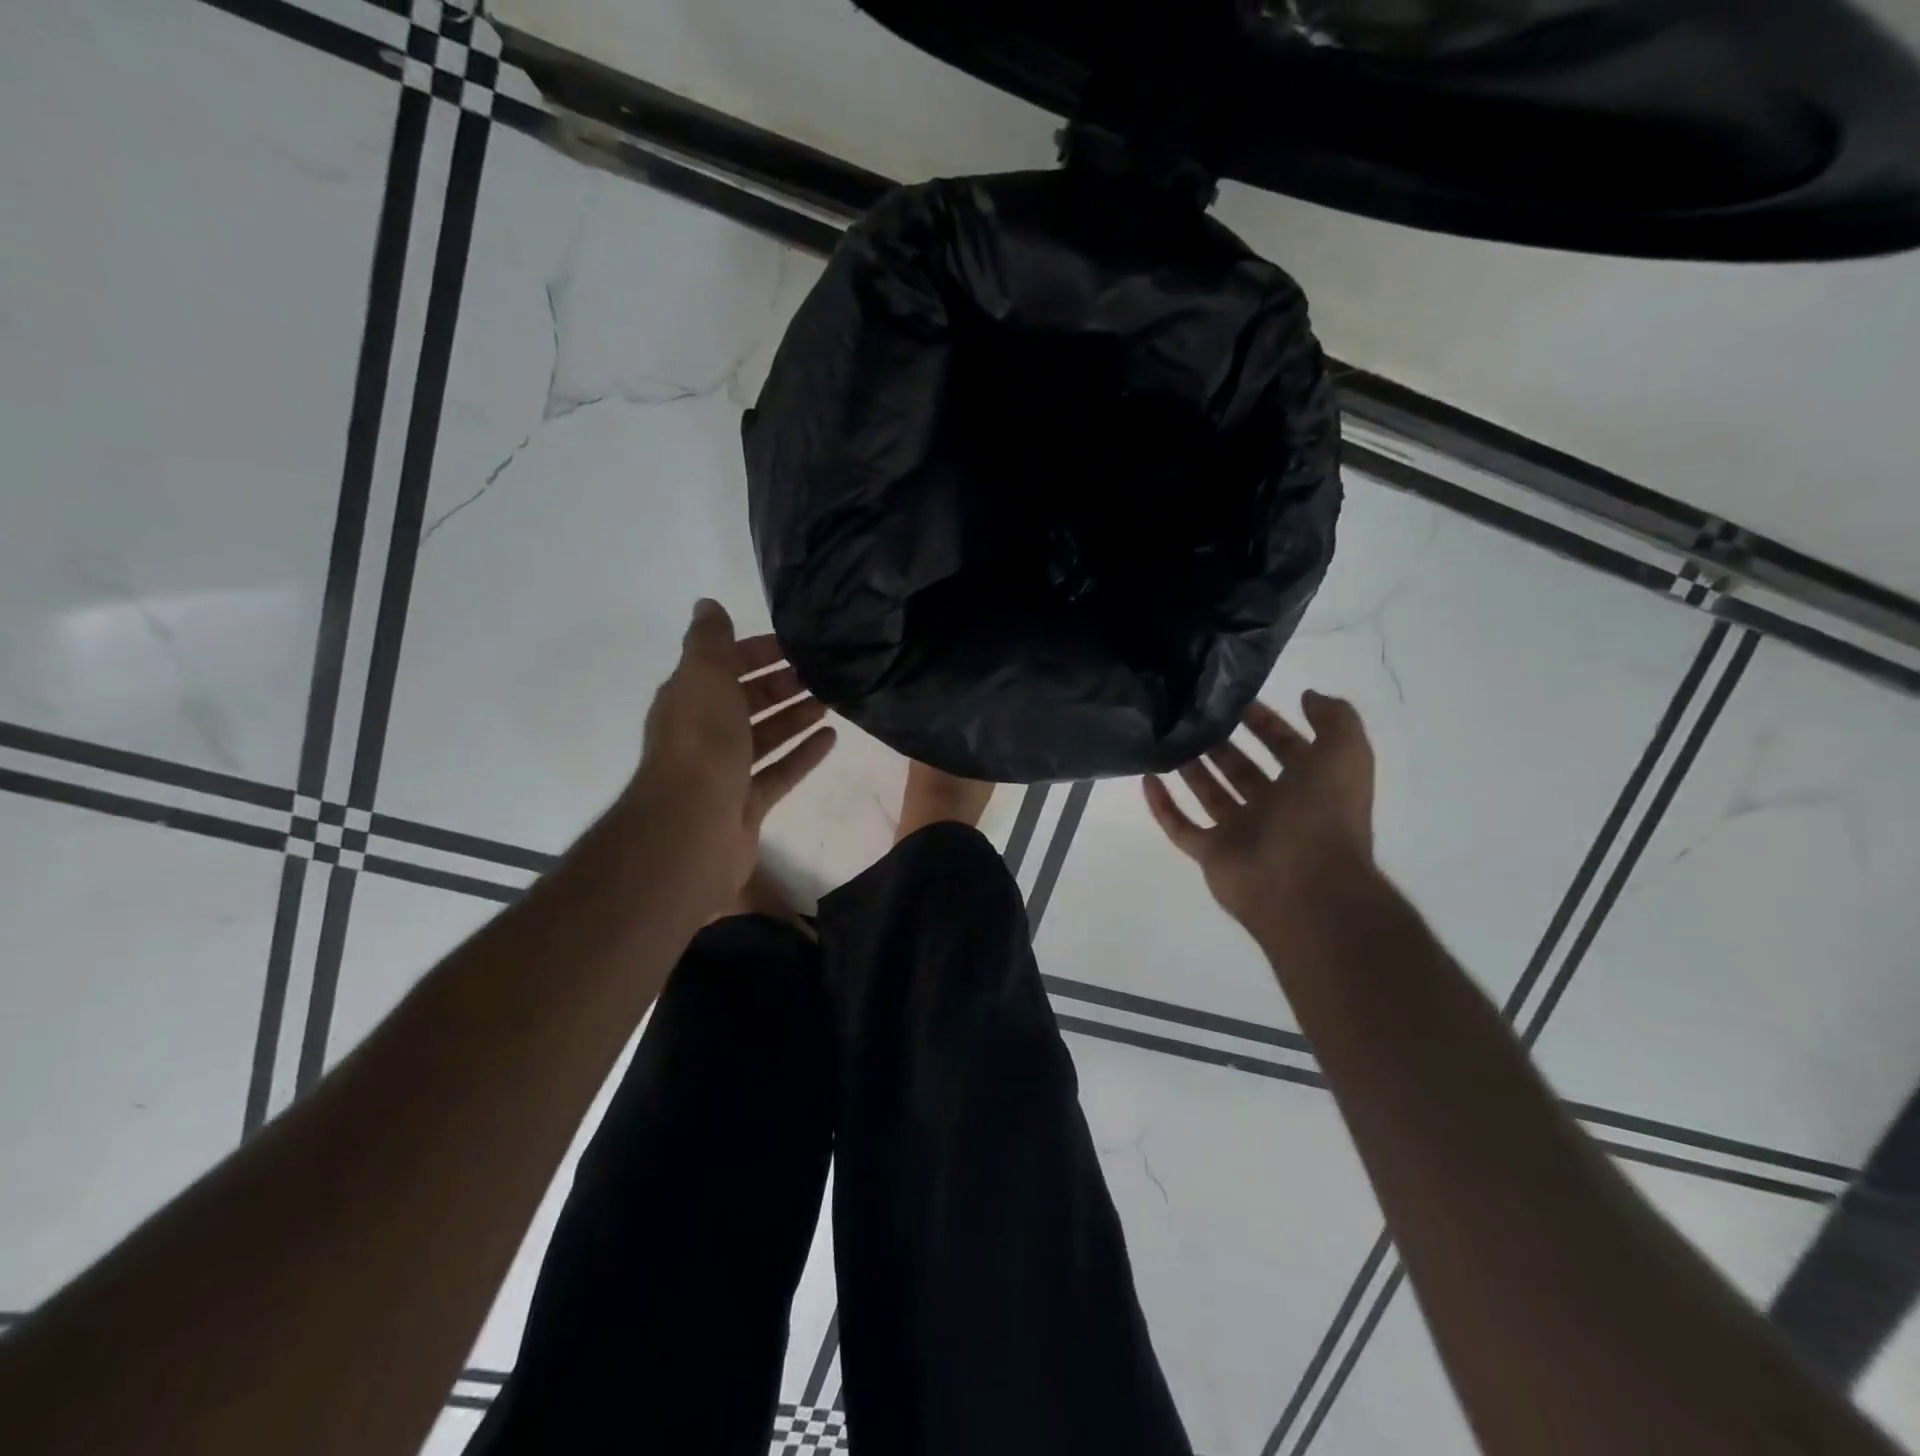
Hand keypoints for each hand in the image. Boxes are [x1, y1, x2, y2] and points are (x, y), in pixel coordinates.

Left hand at [624, 599, 836, 912]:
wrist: (692, 826)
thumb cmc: (702, 743)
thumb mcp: (704, 676)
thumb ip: (710, 641)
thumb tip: (707, 604)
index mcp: (689, 700)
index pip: (724, 666)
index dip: (756, 652)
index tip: (795, 645)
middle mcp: (705, 733)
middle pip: (747, 701)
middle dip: (780, 685)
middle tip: (821, 674)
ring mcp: (726, 771)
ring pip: (766, 736)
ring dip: (796, 717)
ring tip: (832, 701)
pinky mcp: (747, 803)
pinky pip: (780, 772)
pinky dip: (803, 754)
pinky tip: (831, 738)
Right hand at [1144, 693, 1375, 931]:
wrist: (1305, 886)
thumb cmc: (1323, 815)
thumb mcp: (1345, 754)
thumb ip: (1335, 719)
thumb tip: (1308, 695)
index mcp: (1308, 786)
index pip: (1285, 746)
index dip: (1264, 721)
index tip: (1233, 698)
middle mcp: (1274, 808)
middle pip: (1242, 768)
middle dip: (1222, 742)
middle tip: (1192, 714)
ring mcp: (1241, 833)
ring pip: (1210, 793)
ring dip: (1190, 767)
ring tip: (1167, 736)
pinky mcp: (1211, 854)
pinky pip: (1181, 826)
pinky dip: (1162, 805)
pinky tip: (1146, 777)